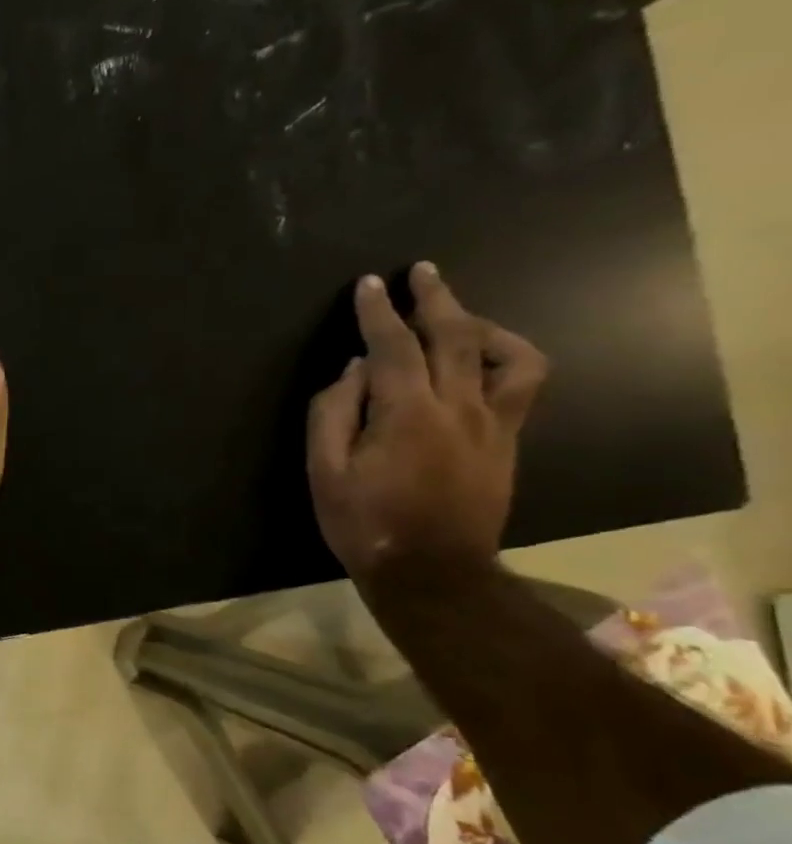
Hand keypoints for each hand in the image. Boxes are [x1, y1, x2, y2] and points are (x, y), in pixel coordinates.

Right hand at [308, 262, 547, 583]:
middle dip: (435, 299)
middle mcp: (460, 409)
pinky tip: (480, 360)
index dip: (379, 312)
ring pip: (505, 355)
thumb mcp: (324, 471)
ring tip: (456, 317)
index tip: (368, 284)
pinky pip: (520, 384)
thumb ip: (333, 414)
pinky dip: (503, 358)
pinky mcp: (508, 441)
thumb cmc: (364, 522)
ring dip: (480, 325)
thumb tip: (353, 370)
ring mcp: (494, 424)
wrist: (432, 571)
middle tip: (420, 272)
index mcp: (408, 415)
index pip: (394, 347)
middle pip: (455, 337)